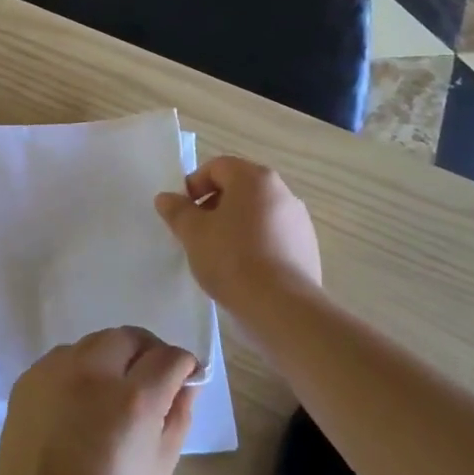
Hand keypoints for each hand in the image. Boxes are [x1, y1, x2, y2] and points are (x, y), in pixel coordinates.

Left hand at [0, 327, 196, 474]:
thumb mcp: (159, 470)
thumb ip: (176, 417)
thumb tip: (187, 383)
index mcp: (132, 399)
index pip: (168, 357)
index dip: (183, 365)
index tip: (184, 378)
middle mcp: (92, 371)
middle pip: (128, 337)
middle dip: (147, 351)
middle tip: (152, 379)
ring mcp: (54, 371)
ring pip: (94, 342)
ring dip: (112, 356)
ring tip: (114, 391)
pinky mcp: (28, 379)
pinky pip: (63, 358)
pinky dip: (80, 368)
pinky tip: (81, 401)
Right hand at [154, 155, 323, 312]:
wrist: (282, 307)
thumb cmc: (232, 259)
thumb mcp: (193, 233)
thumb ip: (177, 210)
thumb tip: (166, 198)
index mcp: (254, 179)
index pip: (217, 167)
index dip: (194, 185)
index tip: (183, 212)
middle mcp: (282, 192)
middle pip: (239, 189)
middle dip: (214, 206)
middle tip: (197, 233)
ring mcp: (299, 221)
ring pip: (256, 213)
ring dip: (234, 225)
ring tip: (219, 254)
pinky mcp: (307, 248)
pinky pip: (273, 236)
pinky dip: (255, 244)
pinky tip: (243, 270)